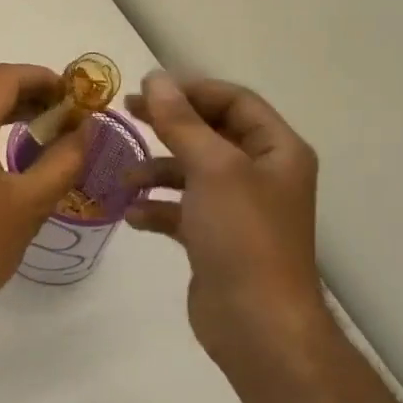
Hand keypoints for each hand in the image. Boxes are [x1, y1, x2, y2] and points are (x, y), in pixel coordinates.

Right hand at [125, 72, 329, 375]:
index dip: (193, 90)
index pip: (235, 101)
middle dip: (169, 124)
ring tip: (125, 177)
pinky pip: (182, 210)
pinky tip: (134, 215)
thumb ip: (181, 122)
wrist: (256, 323)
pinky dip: (158, 208)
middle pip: (211, 134)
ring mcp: (238, 209)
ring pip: (192, 173)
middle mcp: (261, 174)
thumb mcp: (212, 168)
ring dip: (158, 170)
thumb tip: (155, 79)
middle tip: (127, 113)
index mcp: (276, 150)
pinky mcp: (215, 240)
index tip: (148, 89)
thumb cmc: (243, 236)